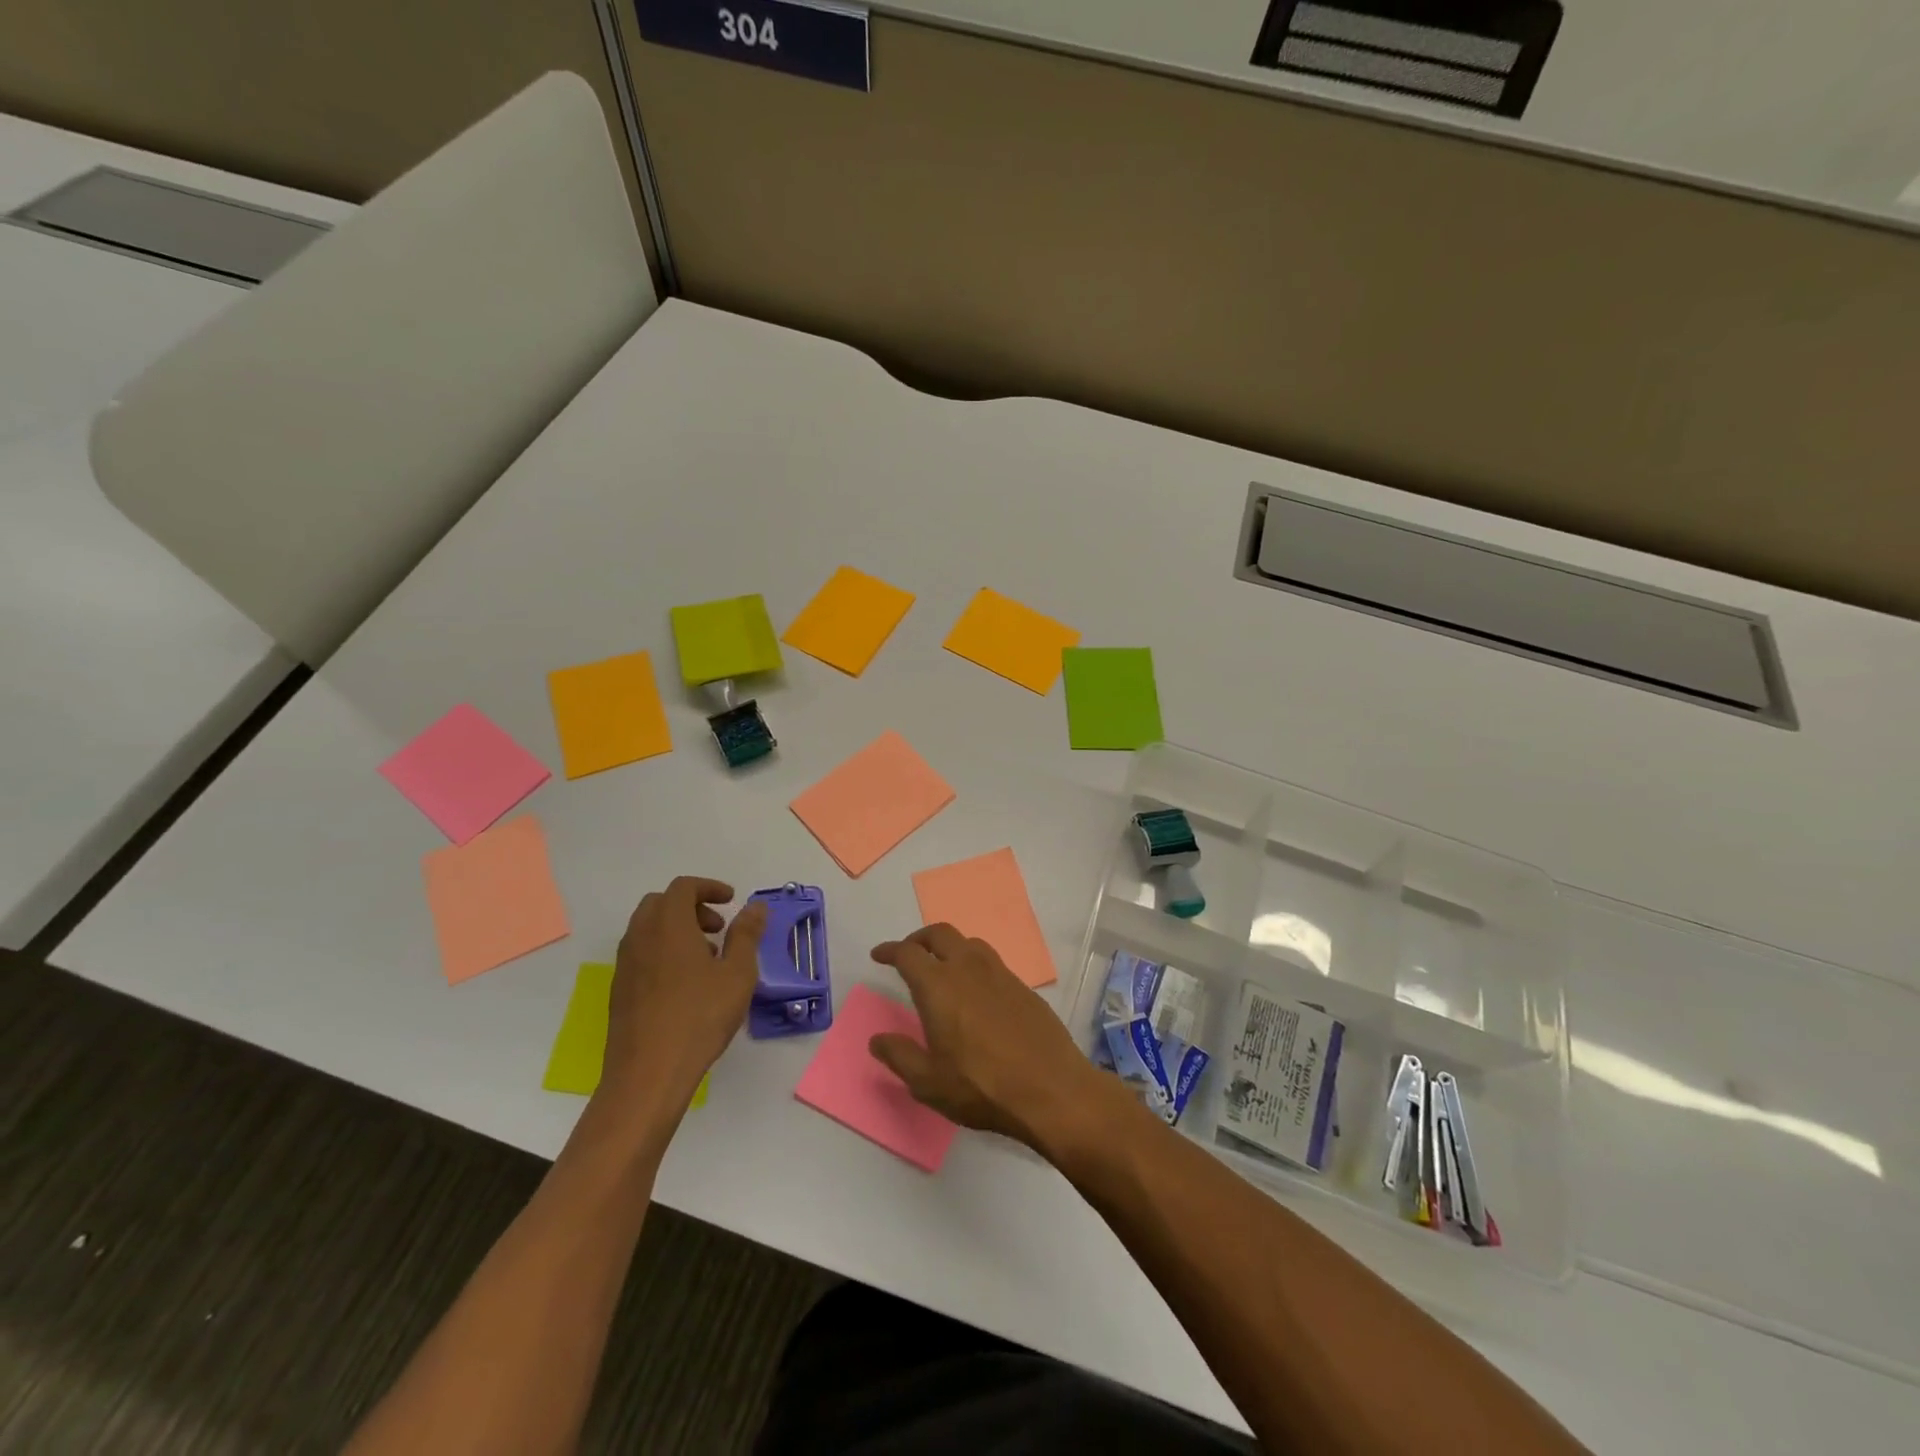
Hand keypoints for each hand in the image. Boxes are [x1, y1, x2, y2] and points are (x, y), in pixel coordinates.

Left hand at [598, 877, 766, 1118]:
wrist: (648, 1074)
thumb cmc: (700, 1017)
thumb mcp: (738, 973)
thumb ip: (746, 934)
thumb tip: (755, 907)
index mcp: (668, 925)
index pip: (683, 887)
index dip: (709, 887)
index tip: (731, 901)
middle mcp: (641, 937)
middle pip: (660, 903)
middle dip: (691, 906)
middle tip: (718, 928)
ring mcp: (625, 965)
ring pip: (648, 928)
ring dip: (676, 929)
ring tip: (706, 957)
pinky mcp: (620, 990)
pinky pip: (641, 953)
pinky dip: (663, 950)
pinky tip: (686, 984)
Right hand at [869, 924, 1127, 1155]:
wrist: (1051, 1090)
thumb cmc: (982, 1087)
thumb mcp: (929, 1082)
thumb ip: (899, 1056)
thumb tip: (877, 1039)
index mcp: (939, 986)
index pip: (908, 954)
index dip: (890, 950)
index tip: (879, 955)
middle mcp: (968, 969)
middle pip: (940, 934)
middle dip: (919, 938)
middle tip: (909, 953)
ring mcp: (1000, 974)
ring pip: (969, 943)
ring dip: (950, 947)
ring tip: (942, 968)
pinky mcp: (1023, 987)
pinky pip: (992, 962)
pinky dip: (974, 964)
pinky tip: (976, 991)